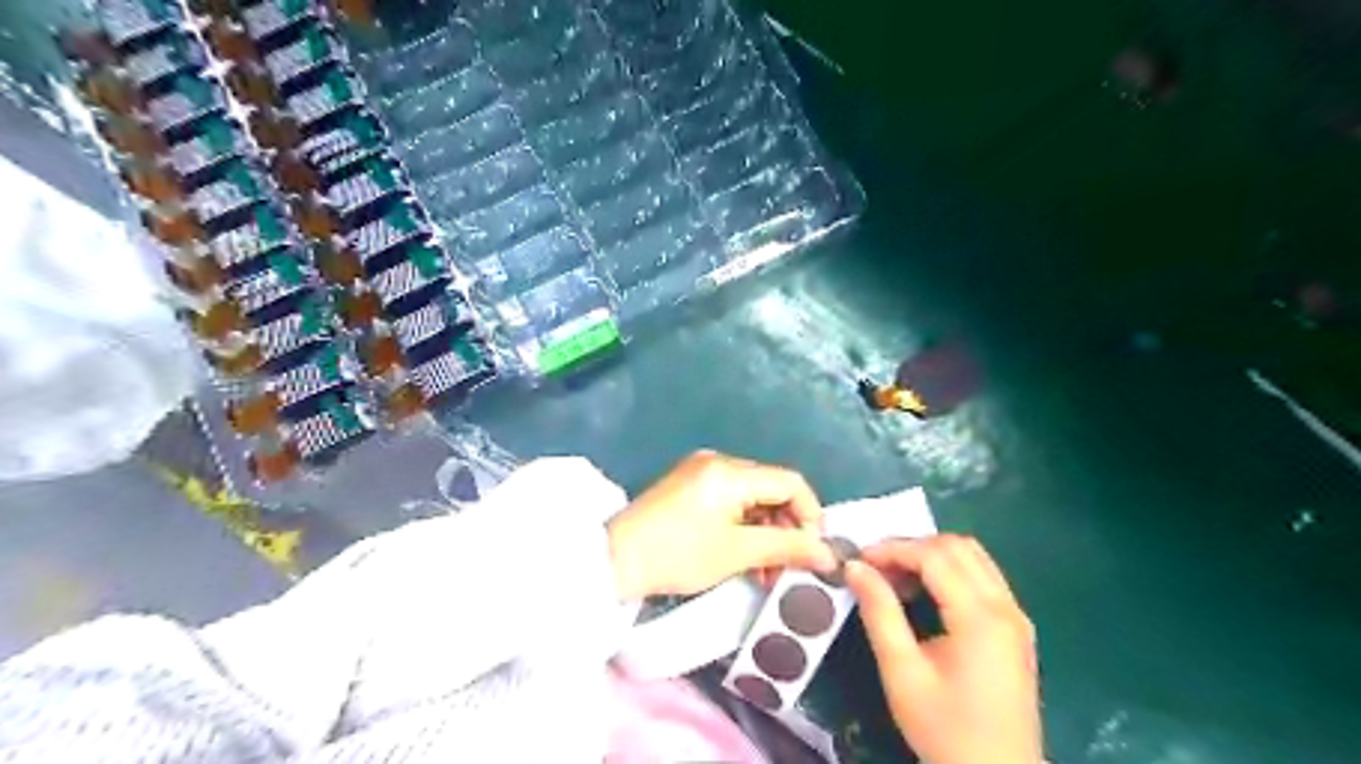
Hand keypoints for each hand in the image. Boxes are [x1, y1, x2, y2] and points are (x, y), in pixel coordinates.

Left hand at [610, 450, 840, 598]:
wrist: (614, 560)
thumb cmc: (678, 555)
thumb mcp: (737, 553)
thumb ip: (787, 548)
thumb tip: (828, 554)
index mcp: (731, 471)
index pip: (791, 482)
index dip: (811, 515)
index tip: (813, 551)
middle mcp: (719, 462)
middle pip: (772, 488)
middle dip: (787, 527)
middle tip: (789, 566)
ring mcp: (701, 472)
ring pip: (752, 498)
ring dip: (766, 531)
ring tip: (766, 570)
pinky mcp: (689, 486)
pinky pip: (731, 501)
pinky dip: (744, 526)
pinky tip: (745, 556)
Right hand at [848, 535, 1045, 762]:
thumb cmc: (945, 729)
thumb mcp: (902, 672)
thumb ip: (879, 613)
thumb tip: (855, 568)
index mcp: (980, 617)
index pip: (934, 556)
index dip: (893, 549)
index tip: (859, 560)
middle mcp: (1005, 607)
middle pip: (958, 547)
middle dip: (912, 547)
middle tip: (877, 568)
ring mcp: (1016, 616)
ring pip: (974, 557)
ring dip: (932, 556)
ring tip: (897, 579)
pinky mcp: (1017, 628)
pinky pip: (983, 577)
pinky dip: (951, 571)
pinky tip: (925, 594)